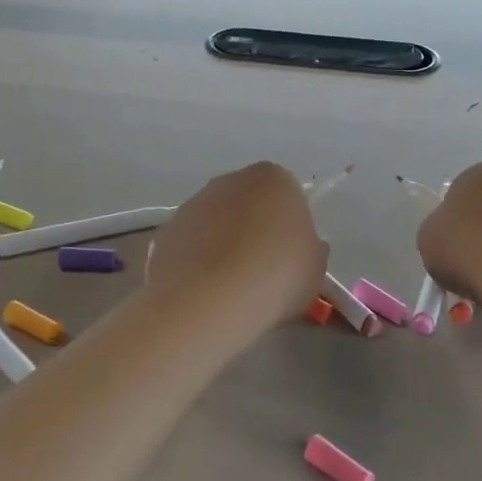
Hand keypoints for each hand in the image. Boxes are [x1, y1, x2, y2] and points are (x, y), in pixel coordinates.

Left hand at [146, 162, 327, 332]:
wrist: (210, 301)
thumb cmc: (277, 275)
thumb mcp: (316, 267)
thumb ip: (311, 249)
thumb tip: (303, 247)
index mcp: (273, 179)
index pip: (287, 193)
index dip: (290, 224)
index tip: (291, 254)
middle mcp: (230, 180)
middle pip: (248, 203)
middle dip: (254, 229)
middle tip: (264, 270)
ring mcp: (193, 204)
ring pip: (216, 223)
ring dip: (223, 244)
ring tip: (232, 287)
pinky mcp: (165, 232)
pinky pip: (191, 245)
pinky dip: (197, 262)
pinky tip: (205, 293)